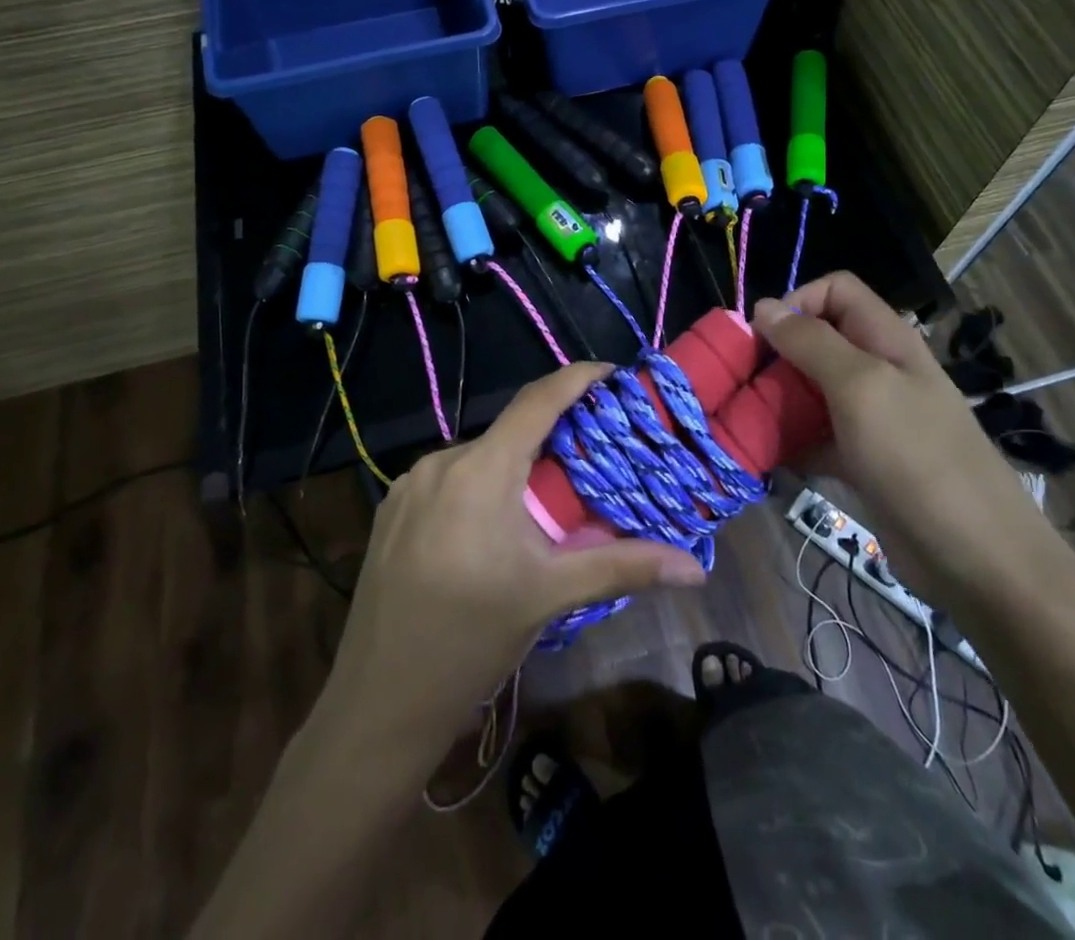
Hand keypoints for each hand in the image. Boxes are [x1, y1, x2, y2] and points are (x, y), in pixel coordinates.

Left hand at [321, 362, 706, 757]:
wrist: (379, 703)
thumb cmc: (471, 641)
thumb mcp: (550, 596)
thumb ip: (623, 567)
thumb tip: (696, 568)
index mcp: (480, 470)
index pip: (537, 401)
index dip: (577, 378)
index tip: (612, 372)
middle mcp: (440, 462)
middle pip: (508, 433)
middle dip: (551, 439)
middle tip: (592, 458)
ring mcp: (408, 486)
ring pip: (477, 459)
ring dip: (513, 469)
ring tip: (546, 503)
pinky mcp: (390, 510)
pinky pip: (447, 481)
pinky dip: (479, 489)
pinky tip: (492, 530)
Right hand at [751, 272, 1049, 600]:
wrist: (977, 559)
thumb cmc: (917, 458)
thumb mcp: (861, 387)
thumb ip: (811, 342)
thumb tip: (764, 306)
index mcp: (887, 340)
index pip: (836, 290)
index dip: (797, 301)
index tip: (764, 337)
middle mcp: (878, 371)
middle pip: (817, 340)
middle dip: (776, 355)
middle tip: (744, 382)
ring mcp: (871, 418)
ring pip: (810, 390)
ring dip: (777, 400)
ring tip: (745, 420)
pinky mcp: (862, 461)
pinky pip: (814, 437)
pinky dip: (789, 443)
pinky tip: (766, 458)